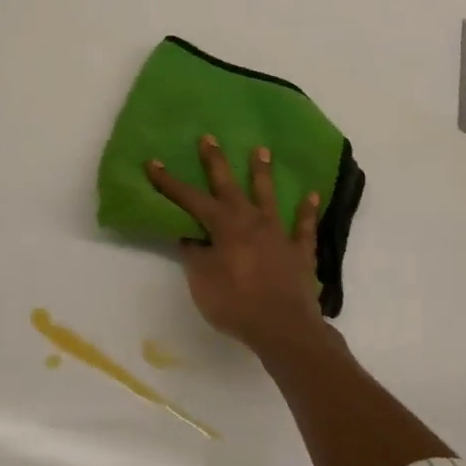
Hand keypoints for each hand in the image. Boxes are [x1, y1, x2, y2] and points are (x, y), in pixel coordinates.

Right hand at [147, 135, 328, 353]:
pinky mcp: (300, 251)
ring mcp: (279, 234)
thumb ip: (195, 254)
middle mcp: (252, 221)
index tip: (153, 162)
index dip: (170, 182)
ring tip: (262, 150)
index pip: (191, 199)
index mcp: (224, 226)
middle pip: (230, 186)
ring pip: (269, 196)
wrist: (283, 327)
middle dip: (216, 162)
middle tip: (209, 138)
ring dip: (263, 173)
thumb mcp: (202, 280)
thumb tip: (190, 236)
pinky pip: (304, 227)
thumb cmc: (235, 303)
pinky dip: (307, 211)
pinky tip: (312, 196)